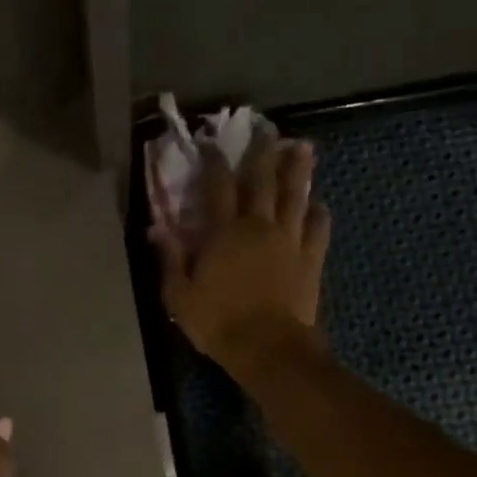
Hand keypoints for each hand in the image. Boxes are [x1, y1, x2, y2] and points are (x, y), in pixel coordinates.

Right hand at [157, 138, 331, 376]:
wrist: (267, 346)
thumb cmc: (217, 322)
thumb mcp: (179, 297)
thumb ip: (170, 260)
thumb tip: (157, 229)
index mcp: (224, 233)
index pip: (218, 187)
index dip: (214, 163)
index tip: (212, 144)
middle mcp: (259, 226)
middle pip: (263, 181)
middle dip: (263, 154)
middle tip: (267, 131)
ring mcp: (289, 240)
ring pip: (296, 196)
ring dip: (298, 170)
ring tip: (302, 149)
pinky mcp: (311, 258)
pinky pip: (318, 228)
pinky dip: (318, 213)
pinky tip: (319, 204)